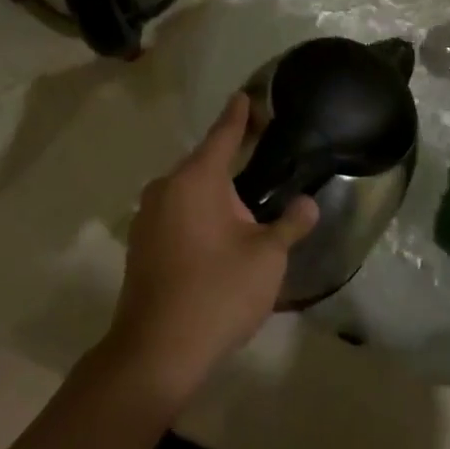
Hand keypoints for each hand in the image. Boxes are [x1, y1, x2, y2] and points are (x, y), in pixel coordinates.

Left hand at [102, 95, 319, 405]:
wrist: (155, 353)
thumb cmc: (216, 293)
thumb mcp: (266, 258)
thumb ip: (289, 224)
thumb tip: (308, 204)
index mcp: (195, 179)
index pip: (223, 134)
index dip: (239, 114)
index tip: (247, 95)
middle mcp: (166, 188)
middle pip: (205, 162)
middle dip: (231, 156)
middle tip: (261, 150)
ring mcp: (148, 216)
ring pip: (189, 190)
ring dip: (215, 189)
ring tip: (246, 194)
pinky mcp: (142, 244)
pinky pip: (177, 212)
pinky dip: (198, 211)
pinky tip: (219, 229)